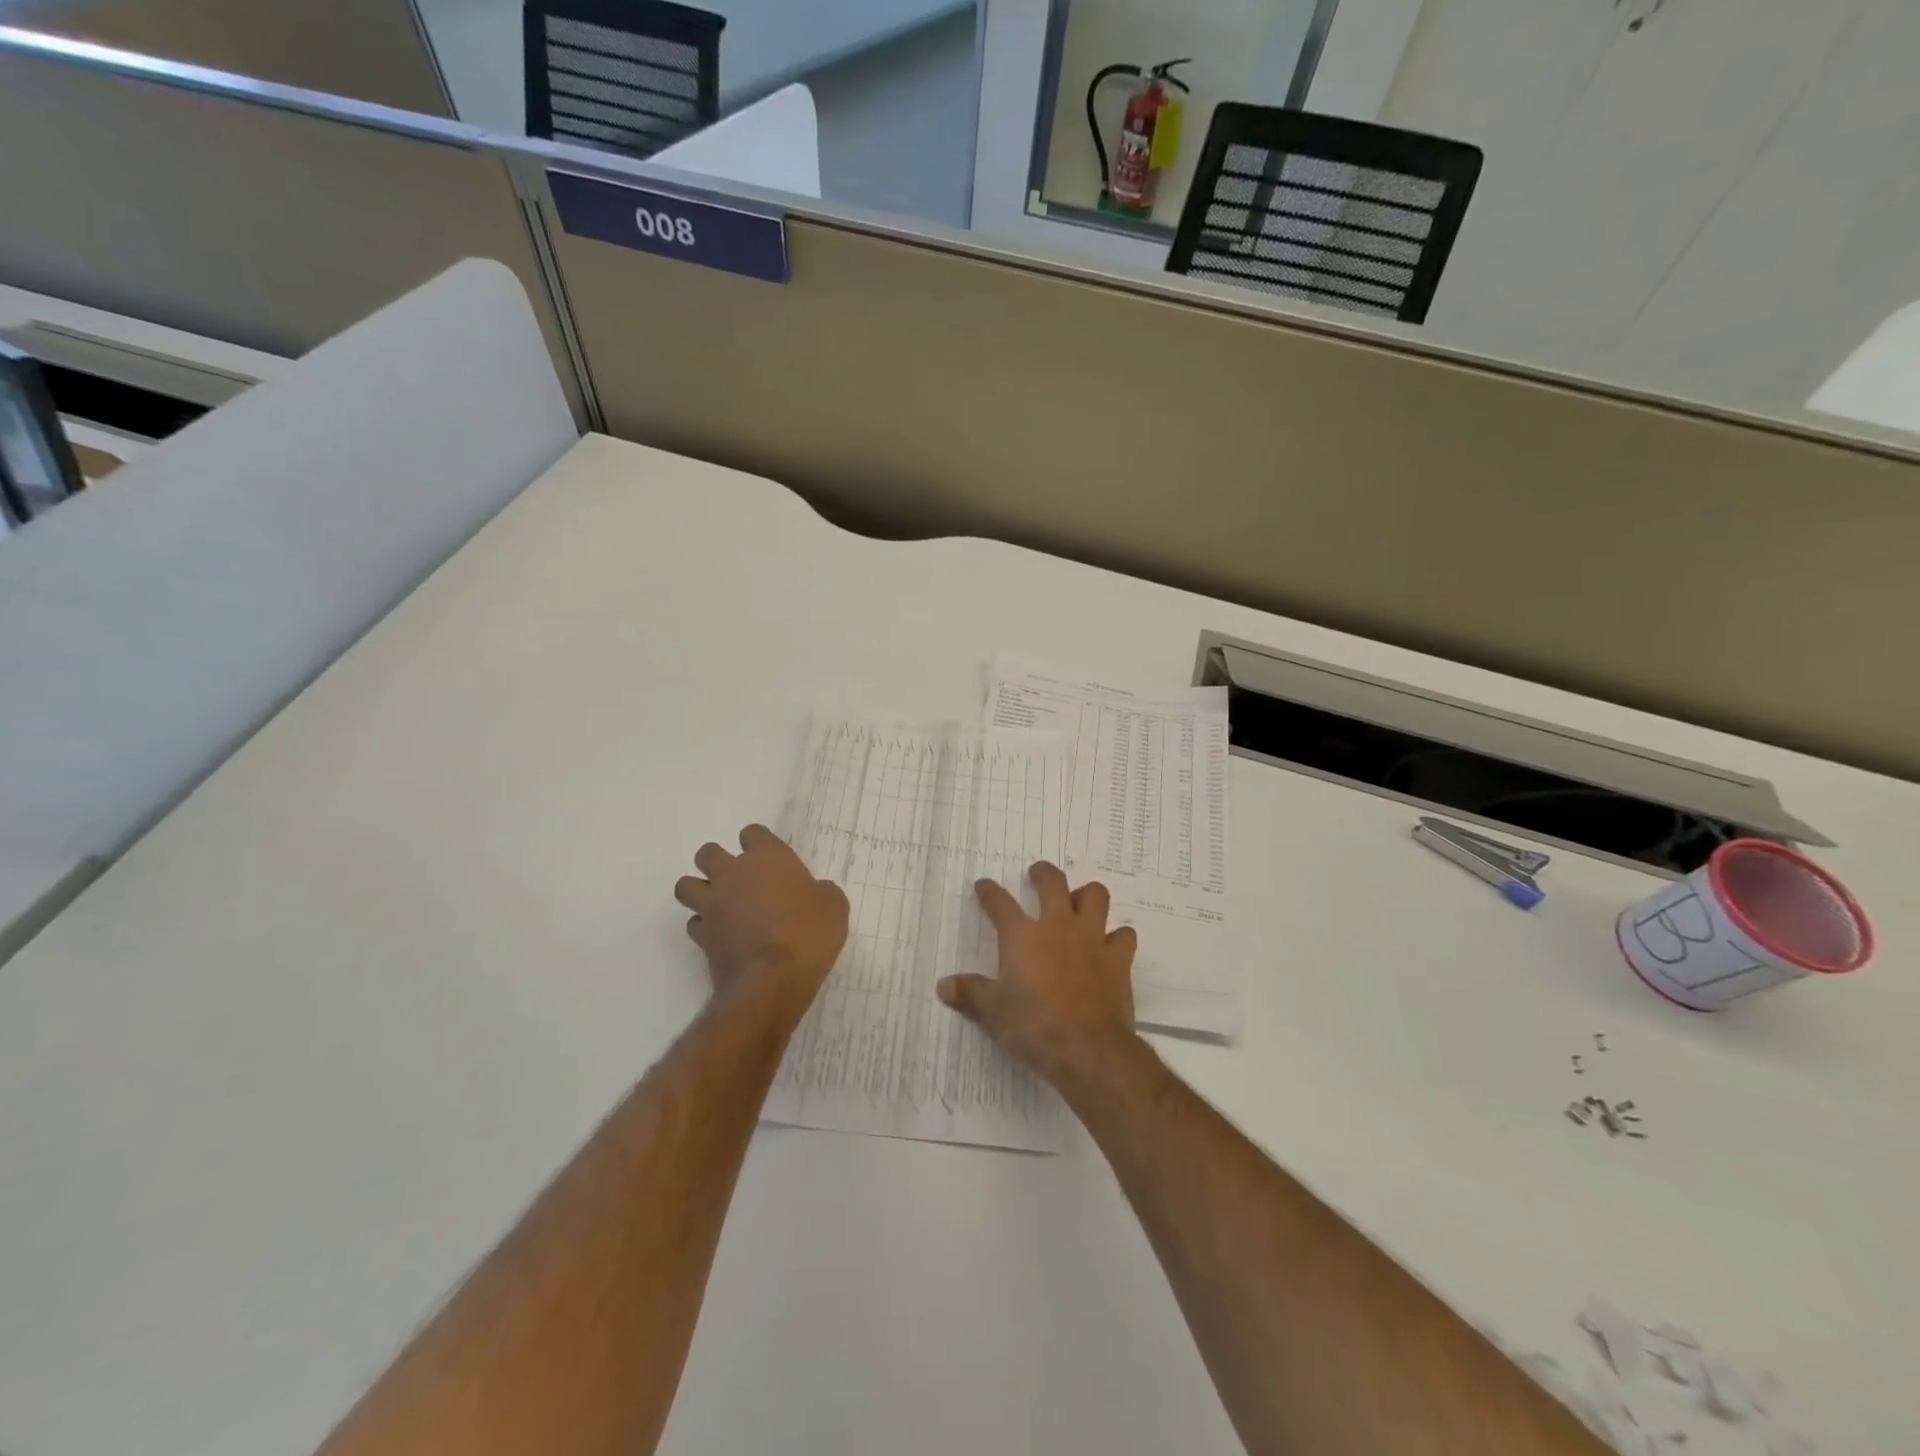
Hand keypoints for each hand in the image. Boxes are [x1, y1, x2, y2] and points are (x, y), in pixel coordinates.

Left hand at [674, 825, 848, 1009]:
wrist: (773, 979)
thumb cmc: (809, 933)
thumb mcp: (834, 905)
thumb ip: (819, 891)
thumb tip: (813, 894)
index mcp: (767, 858)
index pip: (752, 833)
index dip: (760, 844)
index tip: (772, 860)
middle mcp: (732, 874)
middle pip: (708, 853)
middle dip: (718, 862)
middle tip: (740, 880)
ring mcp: (712, 905)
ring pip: (686, 885)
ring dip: (700, 891)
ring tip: (720, 904)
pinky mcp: (701, 937)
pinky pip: (694, 923)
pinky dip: (704, 926)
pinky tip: (721, 935)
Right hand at [936, 861, 1139, 1086]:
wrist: (1087, 1049)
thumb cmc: (1033, 1027)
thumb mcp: (993, 1013)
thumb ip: (970, 993)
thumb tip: (944, 986)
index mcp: (1022, 936)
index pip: (1000, 903)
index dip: (989, 892)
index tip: (984, 885)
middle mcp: (1057, 926)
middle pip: (1053, 882)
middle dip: (1043, 874)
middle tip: (1038, 876)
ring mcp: (1092, 939)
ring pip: (1095, 896)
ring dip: (1086, 896)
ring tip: (1078, 905)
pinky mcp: (1118, 959)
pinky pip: (1123, 935)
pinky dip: (1117, 937)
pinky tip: (1109, 946)